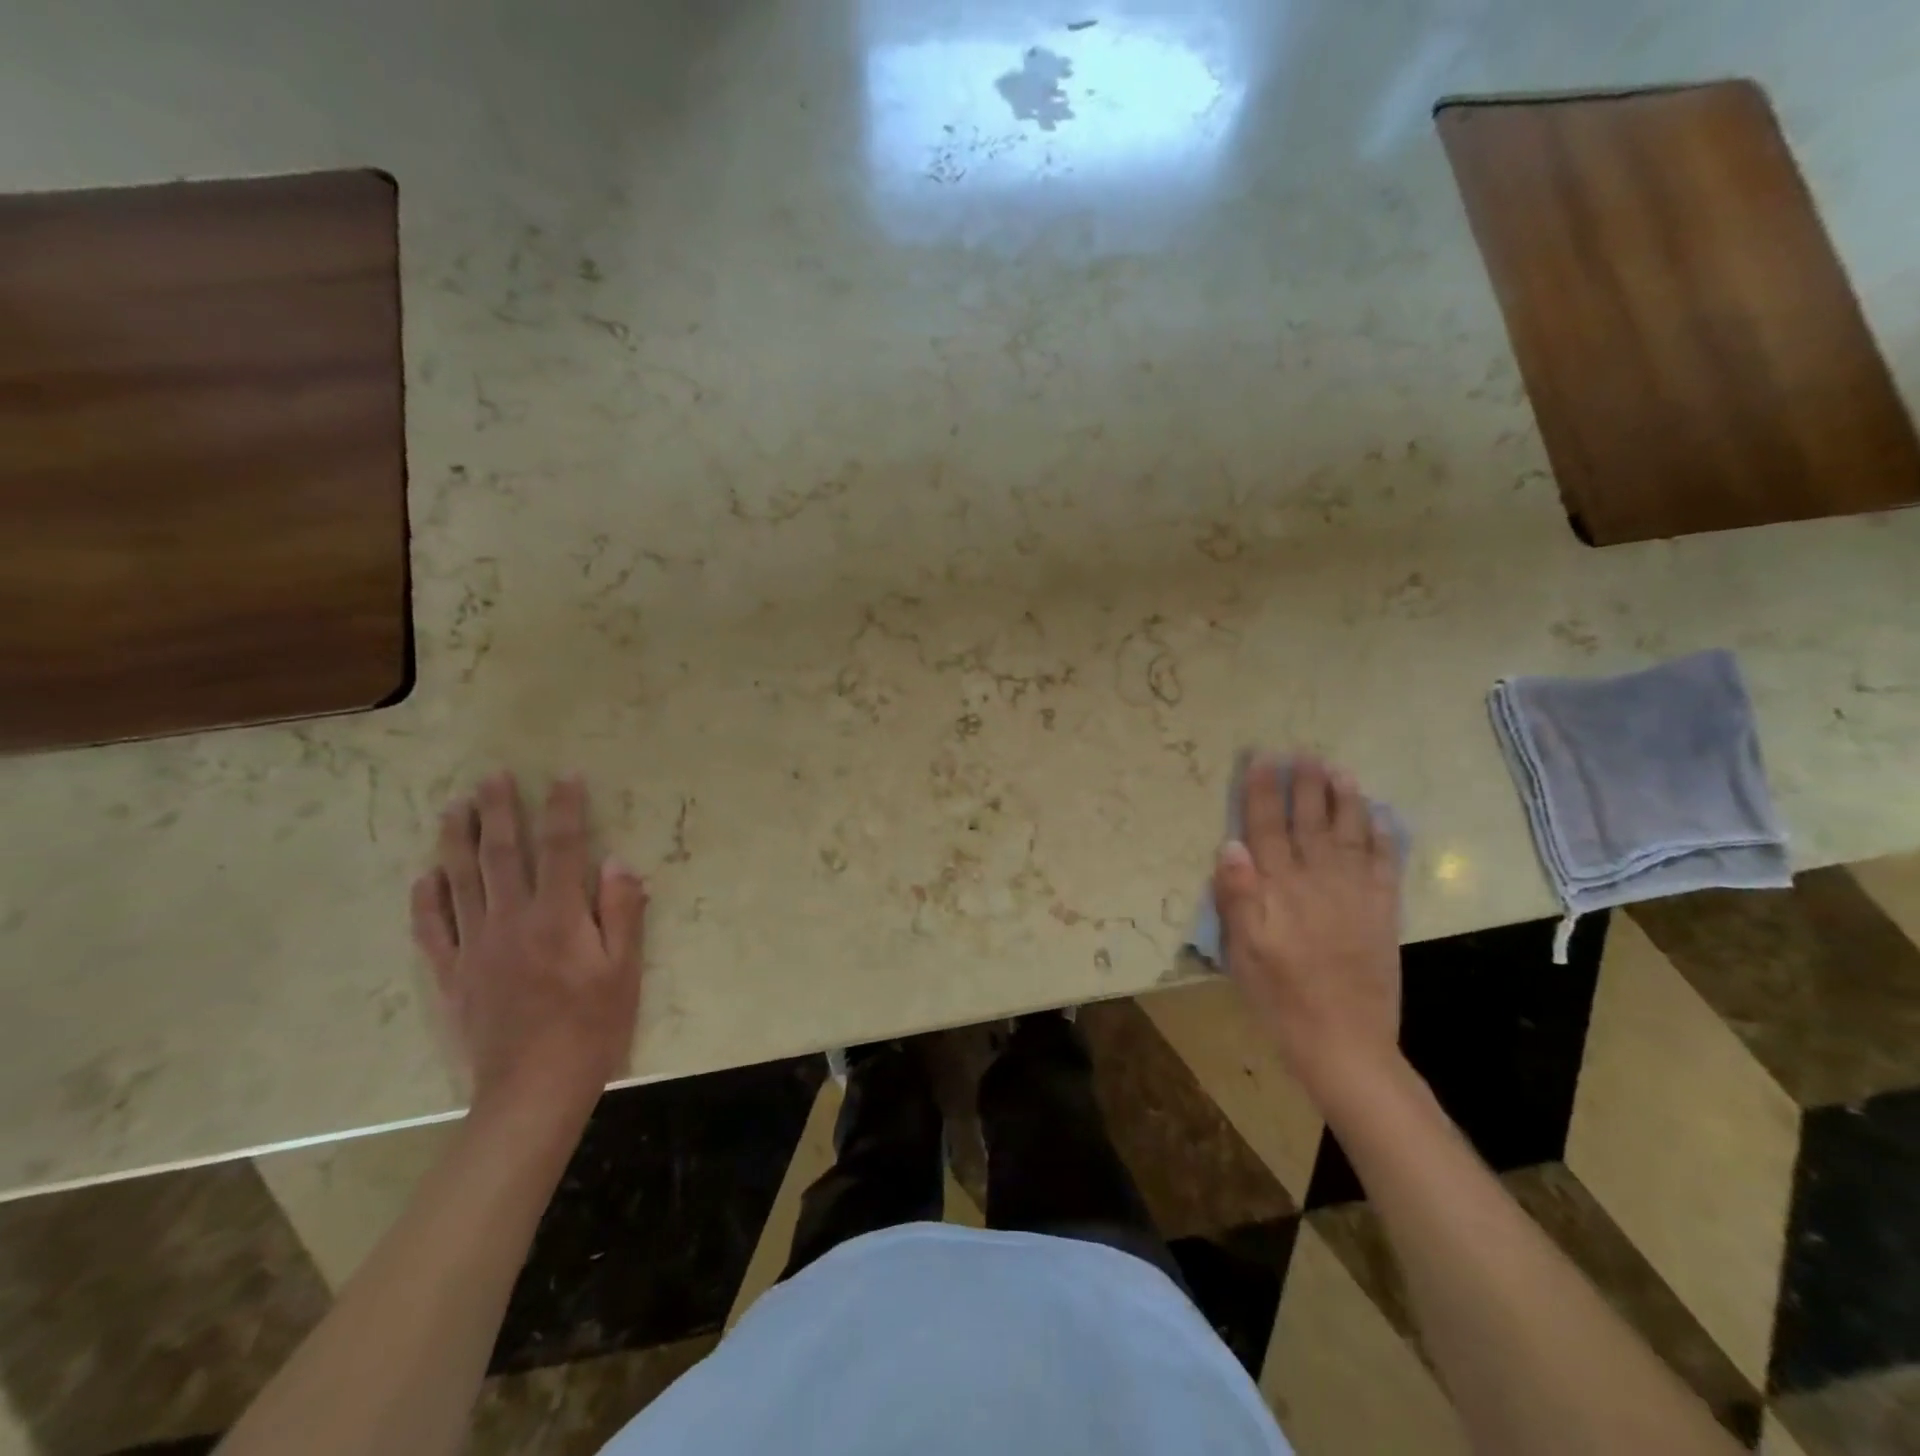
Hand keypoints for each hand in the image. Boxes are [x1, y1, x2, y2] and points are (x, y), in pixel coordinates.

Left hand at [411, 772, 647, 1121]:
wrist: (533, 1088)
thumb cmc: (592, 1026)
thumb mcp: (625, 969)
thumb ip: (621, 911)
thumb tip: (616, 861)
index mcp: (558, 916)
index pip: (562, 847)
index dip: (564, 808)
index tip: (565, 775)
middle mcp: (511, 920)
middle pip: (502, 854)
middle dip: (499, 810)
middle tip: (492, 776)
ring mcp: (475, 946)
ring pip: (460, 881)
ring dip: (457, 840)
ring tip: (454, 807)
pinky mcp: (453, 975)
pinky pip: (433, 929)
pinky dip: (426, 900)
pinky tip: (424, 877)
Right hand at [1212, 754, 1403, 1103]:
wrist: (1344, 1041)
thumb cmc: (1280, 997)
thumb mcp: (1242, 951)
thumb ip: (1236, 896)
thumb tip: (1231, 844)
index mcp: (1278, 888)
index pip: (1266, 827)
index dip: (1263, 792)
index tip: (1263, 760)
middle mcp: (1318, 880)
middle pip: (1310, 821)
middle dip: (1305, 785)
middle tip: (1303, 753)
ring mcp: (1356, 894)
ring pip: (1350, 833)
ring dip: (1345, 799)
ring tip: (1340, 771)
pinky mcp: (1383, 912)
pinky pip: (1385, 864)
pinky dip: (1383, 837)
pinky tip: (1380, 818)